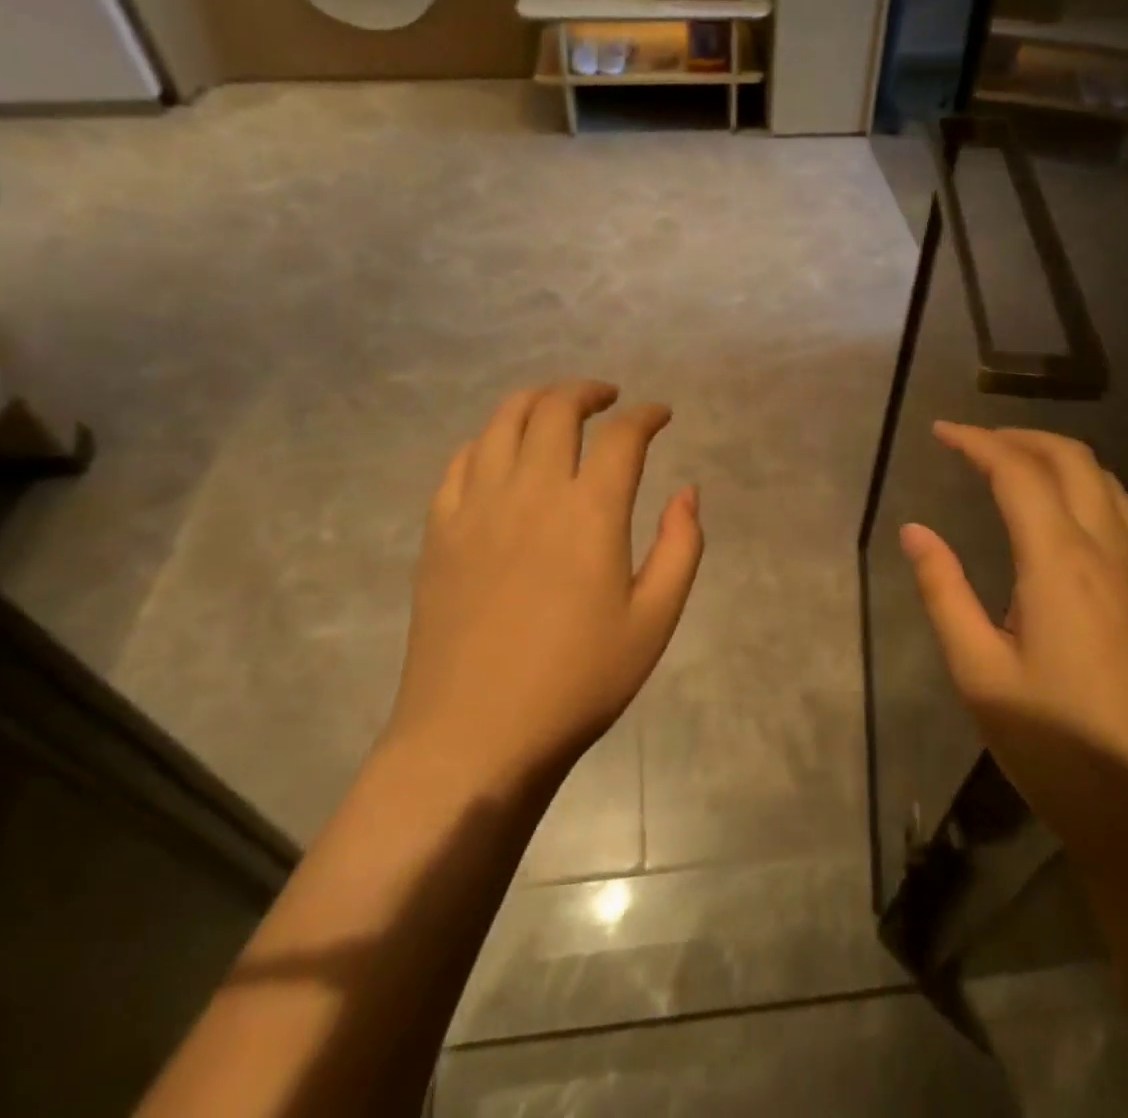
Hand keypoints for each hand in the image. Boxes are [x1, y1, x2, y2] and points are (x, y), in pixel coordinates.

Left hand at [386, 380, 703, 785]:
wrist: (475, 735)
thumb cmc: (577, 682)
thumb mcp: (654, 622)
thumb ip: (680, 547)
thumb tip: (687, 492)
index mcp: (589, 511)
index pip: (622, 436)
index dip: (647, 415)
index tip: (660, 415)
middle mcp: (531, 490)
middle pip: (556, 409)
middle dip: (588, 392)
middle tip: (609, 399)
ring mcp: (477, 505)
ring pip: (502, 420)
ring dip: (536, 400)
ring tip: (556, 409)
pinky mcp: (440, 529)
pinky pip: (462, 460)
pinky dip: (489, 440)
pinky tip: (502, 454)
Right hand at [900, 423, 1127, 872]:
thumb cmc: (1060, 751)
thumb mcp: (981, 675)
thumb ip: (944, 593)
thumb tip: (915, 531)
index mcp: (1061, 564)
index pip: (1018, 472)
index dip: (977, 442)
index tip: (940, 432)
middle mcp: (1111, 552)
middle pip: (1072, 460)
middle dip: (1019, 436)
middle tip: (972, 442)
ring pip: (1105, 483)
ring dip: (1056, 457)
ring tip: (1011, 465)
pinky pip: (1122, 514)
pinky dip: (1083, 488)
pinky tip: (1058, 518)